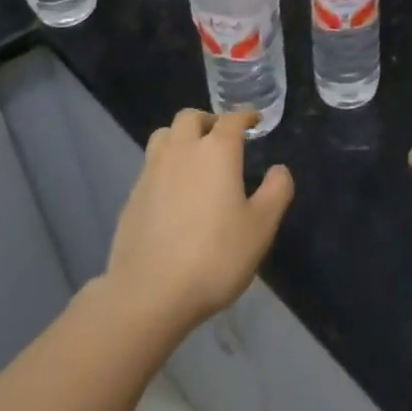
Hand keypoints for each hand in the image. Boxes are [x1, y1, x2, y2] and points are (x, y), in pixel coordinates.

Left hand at [106, 109, 293, 337]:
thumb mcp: (261, 227)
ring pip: (164, 136)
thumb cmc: (214, 256)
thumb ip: (276, 191)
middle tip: (222, 138)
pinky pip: (150, 166)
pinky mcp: (132, 197)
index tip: (254, 121)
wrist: (148, 294)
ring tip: (194, 157)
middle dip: (208, 120)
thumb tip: (278, 170)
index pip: (232, 118)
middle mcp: (182, 151)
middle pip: (190, 117)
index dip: (245, 116)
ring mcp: (152, 172)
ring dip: (181, 137)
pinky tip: (174, 192)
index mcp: (217, 151)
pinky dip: (165, 166)